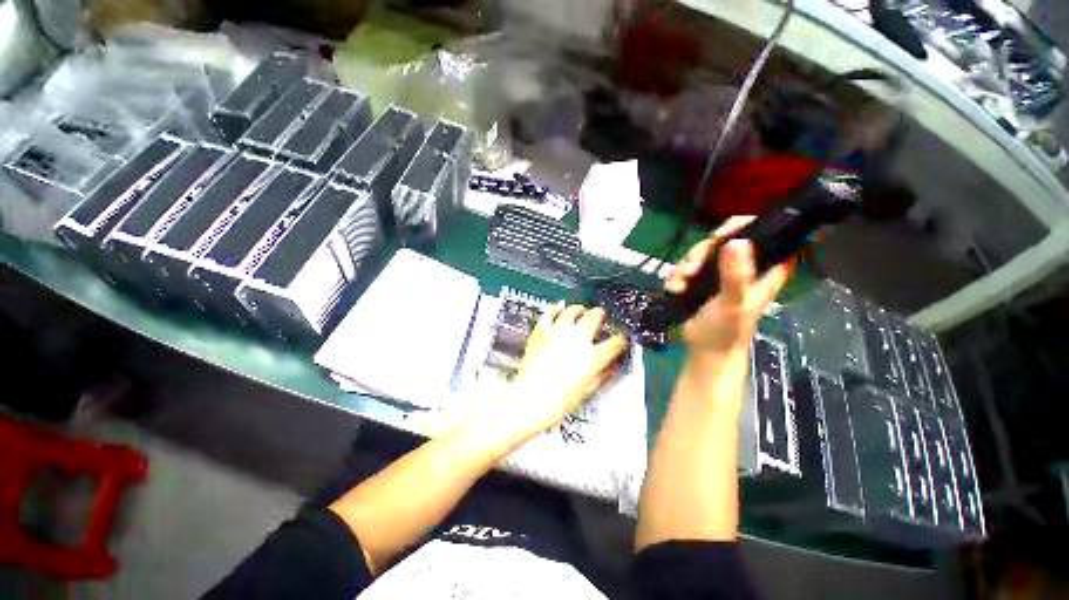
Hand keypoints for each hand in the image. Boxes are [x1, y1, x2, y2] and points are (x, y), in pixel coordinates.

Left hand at [497, 304, 626, 439]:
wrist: (531, 398)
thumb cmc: (557, 400)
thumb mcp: (587, 390)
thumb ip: (603, 375)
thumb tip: (611, 368)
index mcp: (592, 356)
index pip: (615, 342)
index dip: (620, 339)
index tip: (619, 339)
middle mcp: (577, 339)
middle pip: (595, 316)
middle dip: (601, 316)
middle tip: (601, 318)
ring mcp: (558, 332)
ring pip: (573, 309)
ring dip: (581, 309)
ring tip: (582, 310)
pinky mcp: (542, 331)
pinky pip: (550, 312)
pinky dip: (557, 307)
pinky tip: (560, 306)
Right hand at [665, 216, 789, 360]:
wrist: (705, 351)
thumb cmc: (727, 331)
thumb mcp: (733, 303)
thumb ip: (736, 274)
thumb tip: (736, 241)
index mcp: (763, 269)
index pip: (762, 233)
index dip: (742, 227)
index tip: (719, 237)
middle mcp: (743, 266)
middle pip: (721, 241)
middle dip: (701, 253)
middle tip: (692, 269)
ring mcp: (720, 273)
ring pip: (700, 254)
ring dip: (685, 267)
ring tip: (678, 284)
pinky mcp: (701, 281)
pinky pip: (687, 267)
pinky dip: (677, 275)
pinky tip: (673, 287)